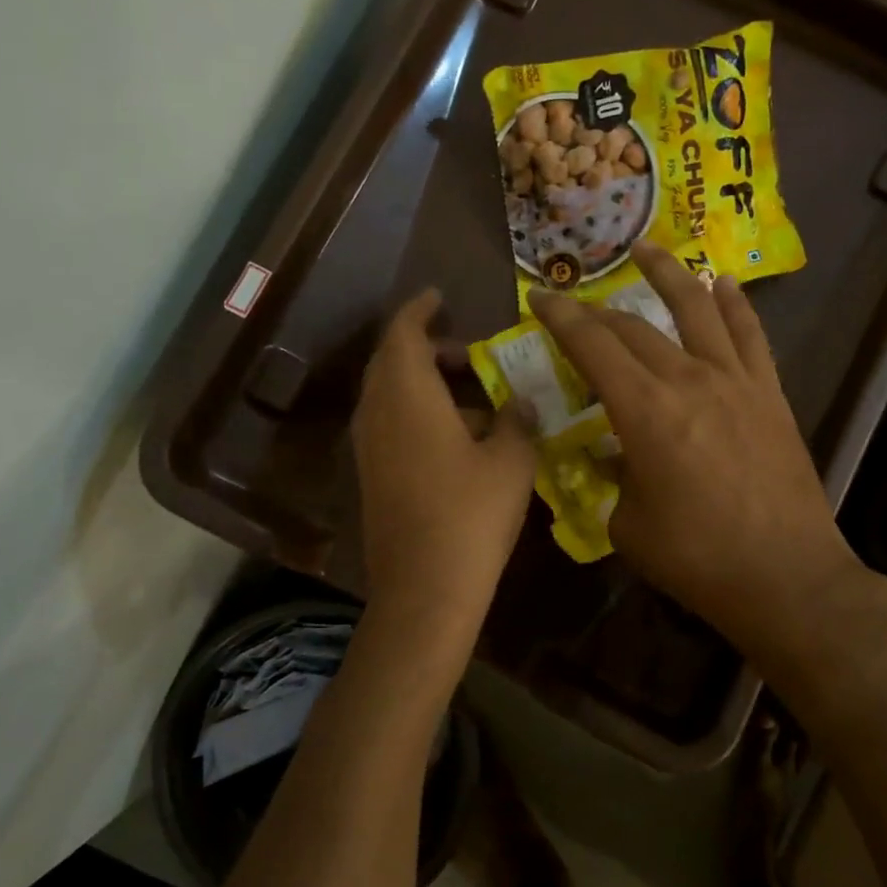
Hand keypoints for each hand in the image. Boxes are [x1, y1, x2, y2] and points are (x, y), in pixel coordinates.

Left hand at [352, 289, 536, 620]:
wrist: (425, 589)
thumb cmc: (471, 515)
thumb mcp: (511, 461)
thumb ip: (516, 420)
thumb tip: (517, 402)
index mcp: (407, 395)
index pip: (403, 332)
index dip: (421, 310)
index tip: (440, 297)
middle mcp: (377, 412)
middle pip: (391, 361)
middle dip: (426, 347)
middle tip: (469, 353)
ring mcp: (369, 447)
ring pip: (390, 394)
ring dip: (424, 383)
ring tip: (473, 396)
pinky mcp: (372, 475)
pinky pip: (390, 424)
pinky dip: (417, 412)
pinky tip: (458, 437)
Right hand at [528, 243, 881, 665]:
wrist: (786, 576)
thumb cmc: (696, 558)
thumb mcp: (628, 526)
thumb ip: (613, 480)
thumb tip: (611, 454)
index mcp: (644, 412)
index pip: (592, 347)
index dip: (561, 318)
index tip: (539, 298)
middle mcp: (688, 380)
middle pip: (635, 327)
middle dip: (598, 311)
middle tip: (576, 306)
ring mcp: (735, 381)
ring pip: (696, 309)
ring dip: (668, 274)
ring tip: (646, 249)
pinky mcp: (770, 394)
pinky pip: (750, 335)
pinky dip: (734, 305)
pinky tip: (722, 284)